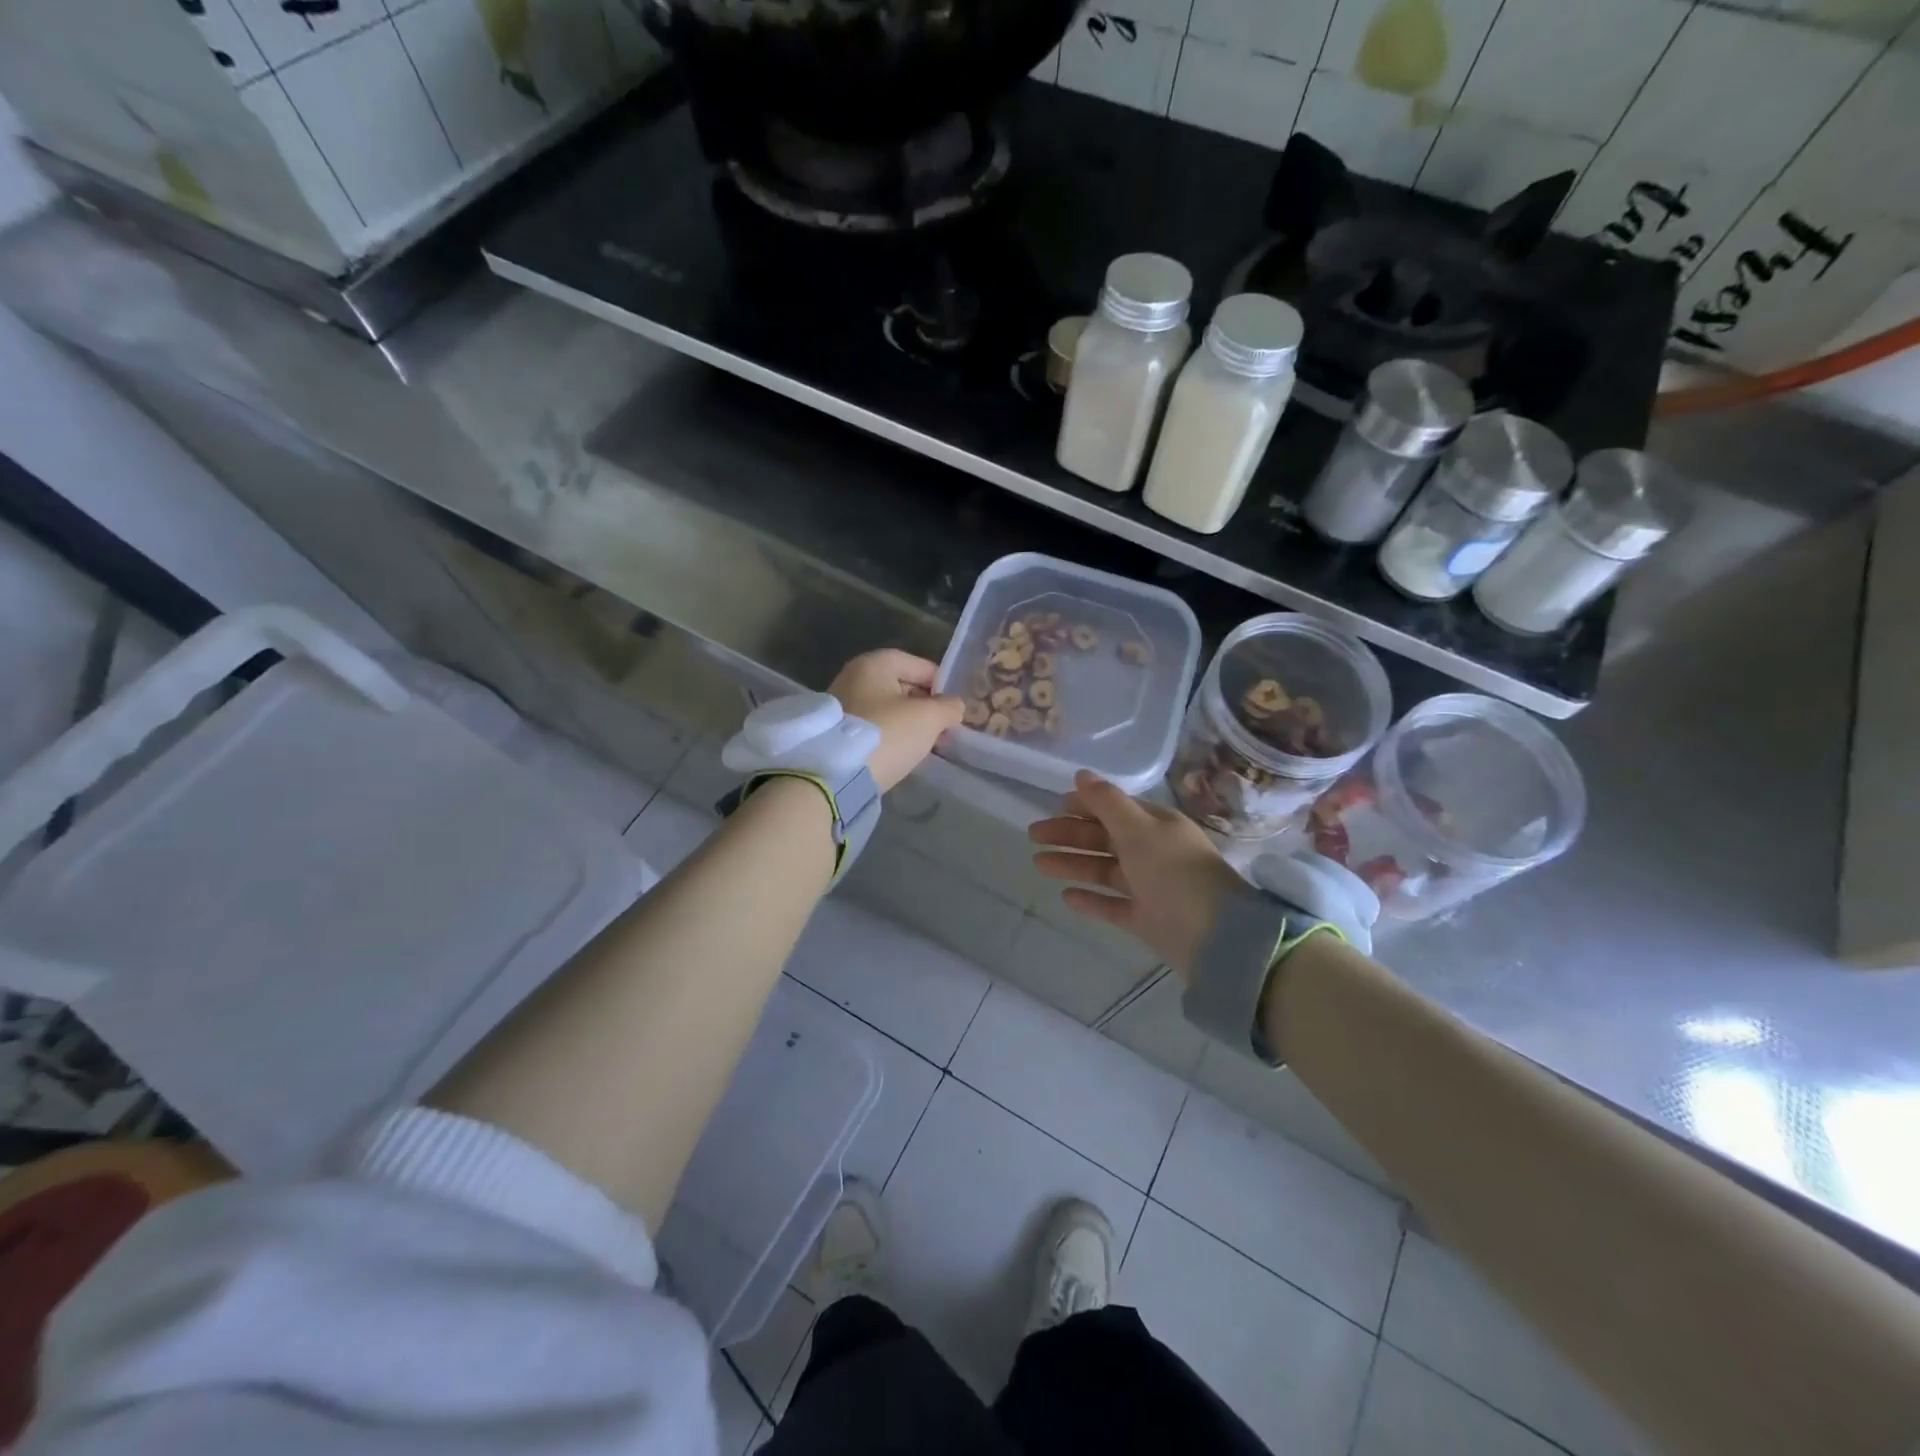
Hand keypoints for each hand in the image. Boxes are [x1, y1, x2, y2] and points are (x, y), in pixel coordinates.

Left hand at [830, 649, 965, 792]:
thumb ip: (949, 707)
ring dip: (908, 724)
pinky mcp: (836, 732)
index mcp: (874, 664)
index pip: (919, 665)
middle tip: (943, 728)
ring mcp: (841, 705)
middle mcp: (853, 677)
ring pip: (887, 709)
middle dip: (924, 706)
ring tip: (926, 744)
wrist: (837, 774)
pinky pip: (873, 727)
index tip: (955, 706)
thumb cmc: (887, 734)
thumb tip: (954, 706)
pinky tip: (902, 752)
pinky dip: (889, 736)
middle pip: (901, 686)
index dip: (941, 684)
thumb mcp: (929, 718)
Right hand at [1029, 770, 1248, 976]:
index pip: (1116, 809)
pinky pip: (1111, 905)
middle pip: (1104, 838)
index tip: (1055, 805)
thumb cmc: (1175, 873)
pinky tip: (1065, 896)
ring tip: (1038, 863)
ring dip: (1072, 863)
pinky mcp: (1145, 919)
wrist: (1215, 937)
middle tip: (1033, 835)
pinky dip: (1090, 899)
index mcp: (1157, 826)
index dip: (1086, 805)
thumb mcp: (1139, 829)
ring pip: (1103, 870)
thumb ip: (1107, 802)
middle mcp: (1153, 853)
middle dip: (1070, 834)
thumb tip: (1081, 774)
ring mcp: (1150, 888)